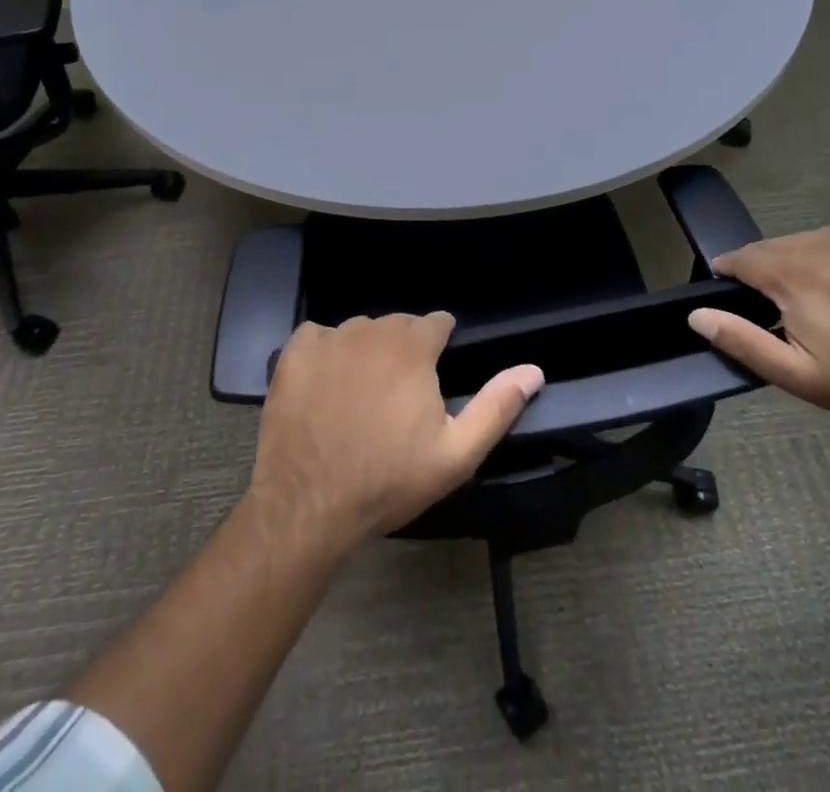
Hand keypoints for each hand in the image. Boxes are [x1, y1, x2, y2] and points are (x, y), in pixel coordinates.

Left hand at [249, 313, 543, 553]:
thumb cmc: (388, 481)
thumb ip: (497, 406)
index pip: (437, 322)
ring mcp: (330, 338)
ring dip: (367, 351)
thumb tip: (534, 370)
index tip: (436, 374)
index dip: (441, 344)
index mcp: (413, 347)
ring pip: (360, 330)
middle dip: (405, 349)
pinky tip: (324, 387)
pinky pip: (319, 336)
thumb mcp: (456, 454)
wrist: (307, 507)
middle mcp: (372, 329)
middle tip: (399, 395)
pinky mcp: (295, 352)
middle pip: (398, 325)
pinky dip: (325, 353)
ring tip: (361, 394)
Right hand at [689, 226, 829, 424]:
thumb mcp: (795, 375)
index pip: (739, 258)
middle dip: (759, 271)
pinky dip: (819, 257)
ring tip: (803, 300)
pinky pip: (828, 241)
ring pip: (797, 242)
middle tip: (770, 309)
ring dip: (788, 263)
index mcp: (791, 274)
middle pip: (767, 248)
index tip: (729, 297)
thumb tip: (695, 315)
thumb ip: (742, 340)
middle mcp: (815, 244)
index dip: (727, 275)